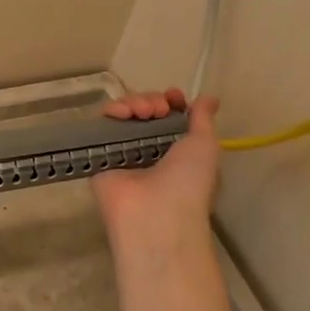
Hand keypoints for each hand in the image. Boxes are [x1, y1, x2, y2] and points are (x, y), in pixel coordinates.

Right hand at [92, 88, 220, 248]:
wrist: (155, 214)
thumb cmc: (188, 181)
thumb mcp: (205, 146)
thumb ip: (203, 120)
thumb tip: (208, 98)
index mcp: (176, 150)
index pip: (168, 116)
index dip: (171, 101)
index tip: (173, 96)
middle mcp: (149, 149)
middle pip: (145, 110)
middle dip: (152, 100)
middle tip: (158, 110)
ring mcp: (124, 151)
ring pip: (124, 113)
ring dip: (134, 102)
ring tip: (141, 112)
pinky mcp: (101, 153)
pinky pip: (102, 124)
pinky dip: (111, 111)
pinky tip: (120, 113)